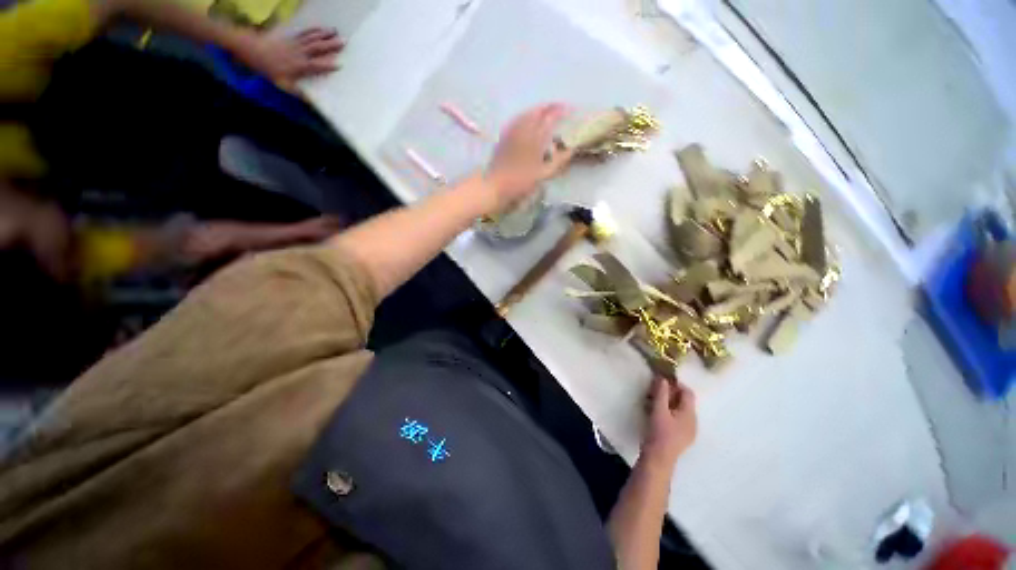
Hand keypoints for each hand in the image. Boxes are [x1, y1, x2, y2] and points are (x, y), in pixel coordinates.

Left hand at [238, 27, 343, 89]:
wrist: (255, 52)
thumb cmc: (271, 71)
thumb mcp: (283, 85)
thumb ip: (298, 93)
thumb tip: (311, 103)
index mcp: (301, 66)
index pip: (318, 66)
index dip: (329, 65)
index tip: (340, 65)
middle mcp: (301, 53)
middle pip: (318, 48)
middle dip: (331, 45)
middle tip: (344, 41)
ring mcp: (296, 43)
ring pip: (313, 38)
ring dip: (325, 35)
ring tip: (336, 32)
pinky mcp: (292, 37)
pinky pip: (304, 32)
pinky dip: (313, 30)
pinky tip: (321, 28)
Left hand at [484, 103, 573, 211]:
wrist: (494, 186)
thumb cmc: (520, 183)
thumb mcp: (543, 175)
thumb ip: (558, 161)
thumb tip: (571, 149)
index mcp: (534, 137)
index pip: (551, 117)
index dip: (562, 112)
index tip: (571, 110)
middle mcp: (522, 129)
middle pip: (537, 111)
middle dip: (550, 107)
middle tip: (560, 108)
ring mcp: (511, 132)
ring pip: (526, 113)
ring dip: (538, 110)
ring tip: (546, 112)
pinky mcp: (503, 137)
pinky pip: (517, 119)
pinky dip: (526, 116)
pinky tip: (528, 120)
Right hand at [640, 377, 696, 468]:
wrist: (658, 459)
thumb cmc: (659, 433)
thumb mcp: (658, 410)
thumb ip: (661, 393)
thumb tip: (663, 378)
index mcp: (690, 414)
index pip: (688, 392)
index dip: (676, 384)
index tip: (661, 381)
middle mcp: (693, 421)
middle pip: (684, 401)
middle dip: (670, 393)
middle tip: (654, 391)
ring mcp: (689, 431)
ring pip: (680, 410)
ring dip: (668, 403)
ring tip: (653, 402)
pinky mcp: (682, 437)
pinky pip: (678, 419)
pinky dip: (669, 412)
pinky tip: (656, 415)